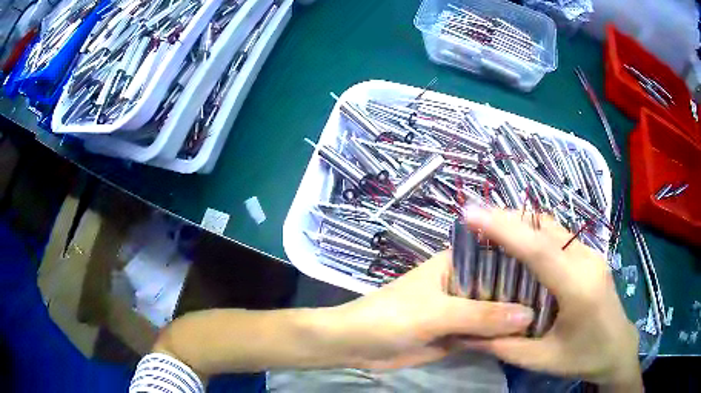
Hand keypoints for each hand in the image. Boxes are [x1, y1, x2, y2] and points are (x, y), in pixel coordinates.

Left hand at [322, 250, 533, 368]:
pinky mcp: (454, 334)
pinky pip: (482, 334)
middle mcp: (461, 284)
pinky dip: (498, 338)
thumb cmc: (390, 317)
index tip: (554, 272)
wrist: (355, 346)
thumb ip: (482, 315)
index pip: (497, 257)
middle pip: (499, 287)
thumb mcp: (437, 313)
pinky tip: (525, 340)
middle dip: (523, 295)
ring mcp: (459, 311)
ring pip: (493, 313)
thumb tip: (528, 315)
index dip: (524, 263)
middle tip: (559, 302)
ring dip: (513, 318)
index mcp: (455, 264)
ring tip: (551, 319)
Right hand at [462, 207, 640, 390]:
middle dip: (508, 219)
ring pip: (552, 226)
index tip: (472, 213)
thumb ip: (503, 346)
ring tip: (491, 230)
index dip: (504, 229)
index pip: (539, 250)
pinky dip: (535, 233)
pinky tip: (520, 246)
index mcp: (578, 288)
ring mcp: (592, 254)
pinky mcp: (591, 255)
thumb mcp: (541, 360)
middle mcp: (587, 261)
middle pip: (545, 228)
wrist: (619, 348)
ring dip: (521, 223)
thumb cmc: (583, 357)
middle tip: (475, 220)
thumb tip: (465, 334)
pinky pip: (559, 236)